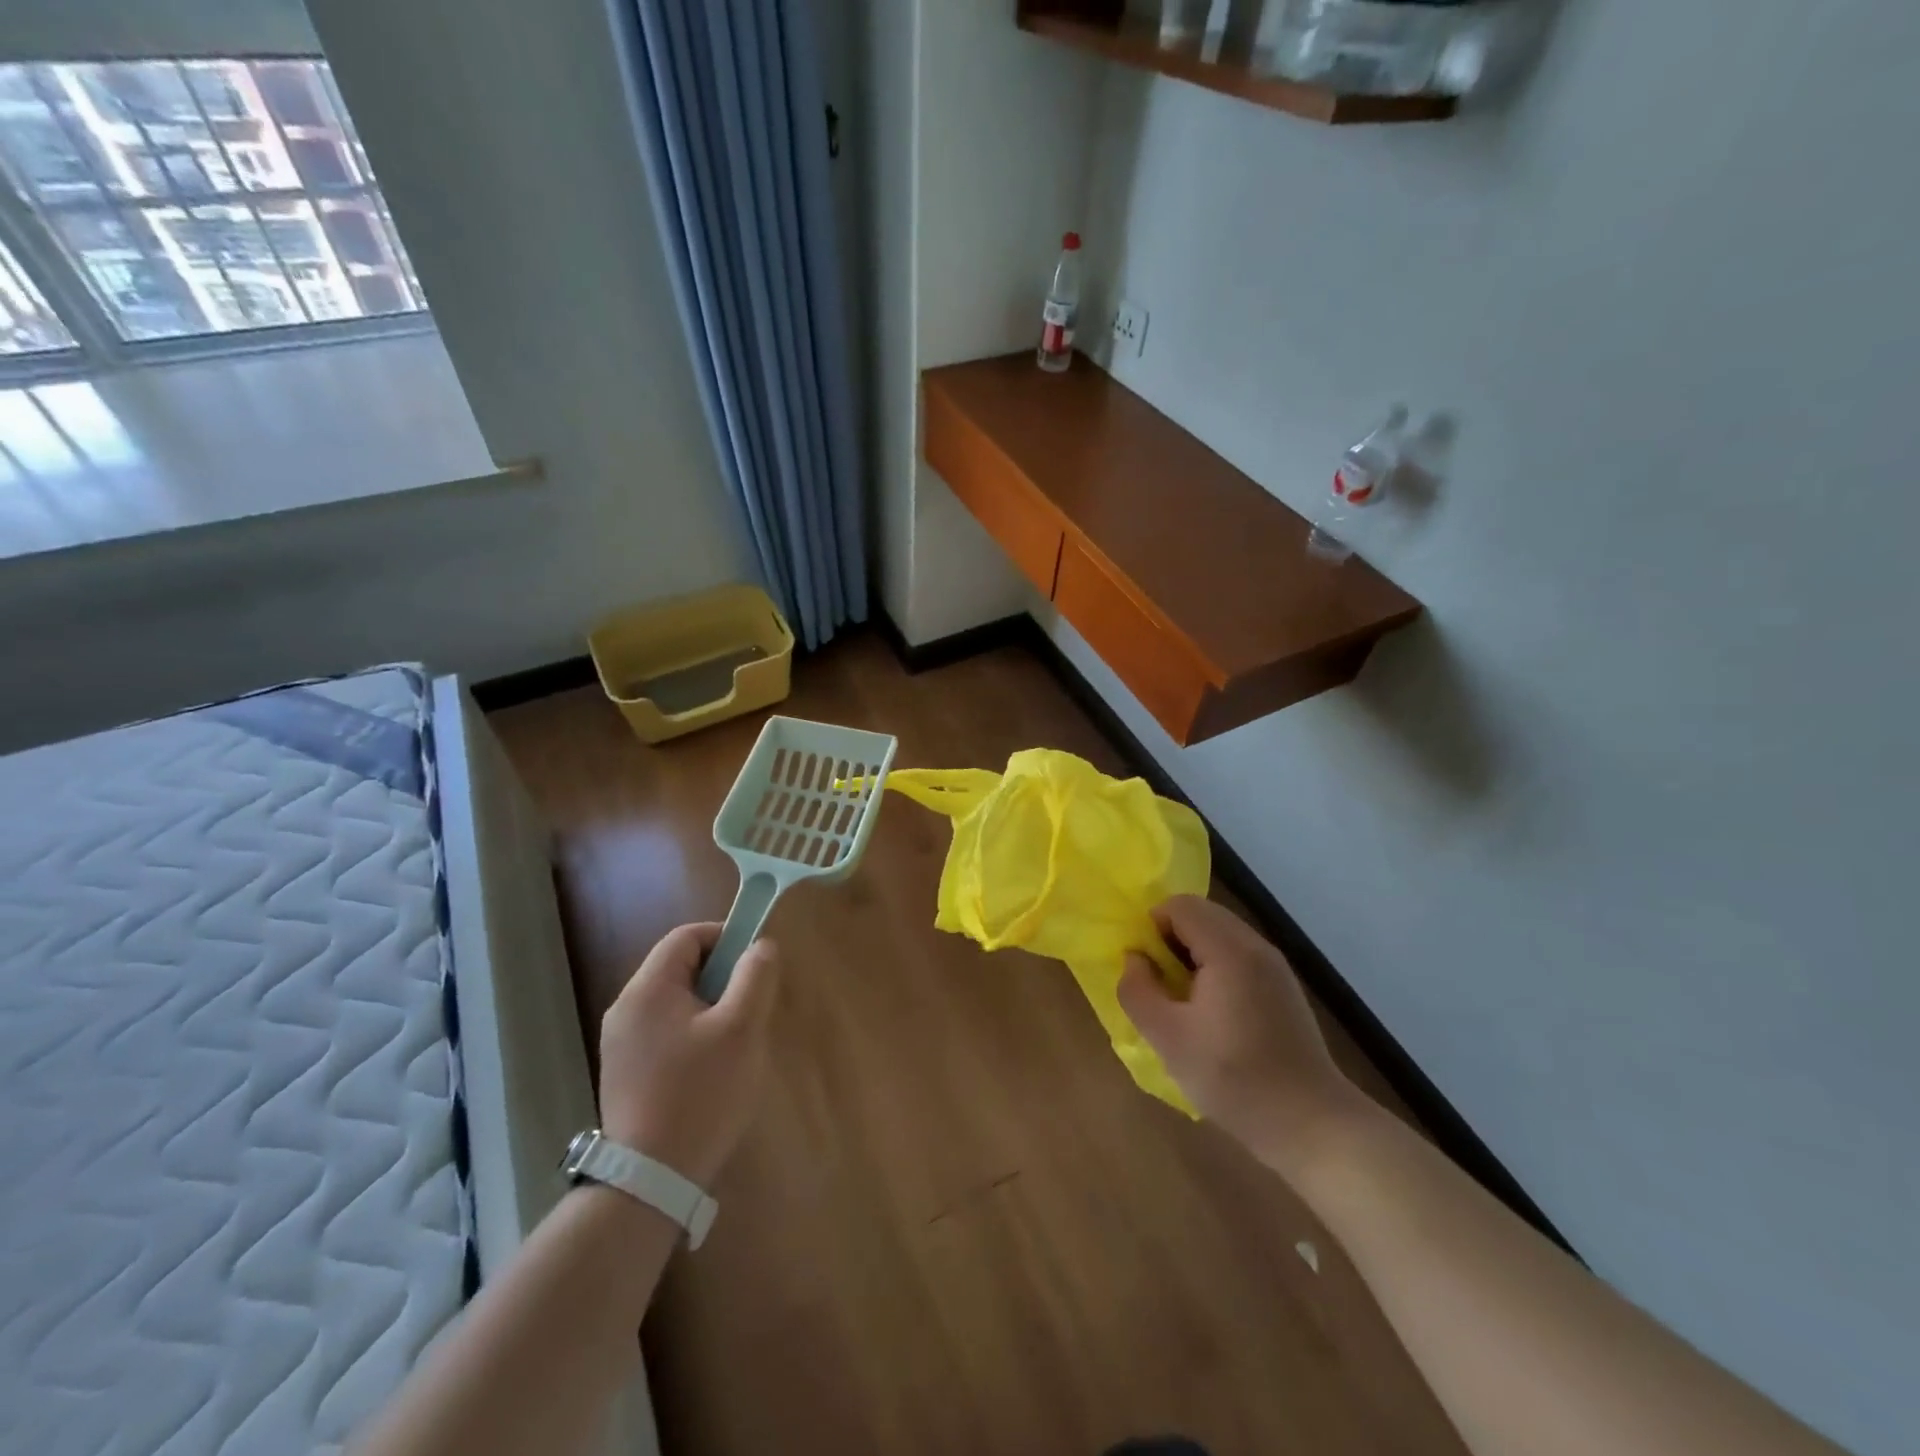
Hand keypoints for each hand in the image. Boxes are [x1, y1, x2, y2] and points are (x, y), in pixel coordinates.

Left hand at [598, 923, 779, 1187]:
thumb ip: (755, 977)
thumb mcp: (741, 1029)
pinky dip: (692, 1036)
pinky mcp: (624, 1074)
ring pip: (674, 1003)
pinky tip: (711, 1071)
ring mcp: (620, 1044)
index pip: (687, 937)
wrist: (650, 1180)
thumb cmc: (701, 1093)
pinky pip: (664, 1033)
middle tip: (750, 1008)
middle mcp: (625, 1009)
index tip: (755, 964)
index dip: (724, 938)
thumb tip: (760, 947)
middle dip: (721, 978)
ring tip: (736, 1043)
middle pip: (679, 968)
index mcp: (648, 989)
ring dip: (709, 1009)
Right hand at [1118, 895, 1368, 1171]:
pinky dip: (1215, 967)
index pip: (1179, 905)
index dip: (1151, 927)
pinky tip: (1212, 1014)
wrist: (1312, 1124)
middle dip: (1170, 939)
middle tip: (1158, 984)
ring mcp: (1275, 966)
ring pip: (1220, 934)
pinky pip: (1238, 955)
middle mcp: (1255, 946)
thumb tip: (1134, 959)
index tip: (1143, 968)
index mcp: (1229, 950)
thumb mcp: (1168, 1039)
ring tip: (1182, 1001)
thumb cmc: (1234, 1078)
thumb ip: (1138, 991)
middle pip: (1201, 914)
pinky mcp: (1283, 987)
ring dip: (1192, 954)